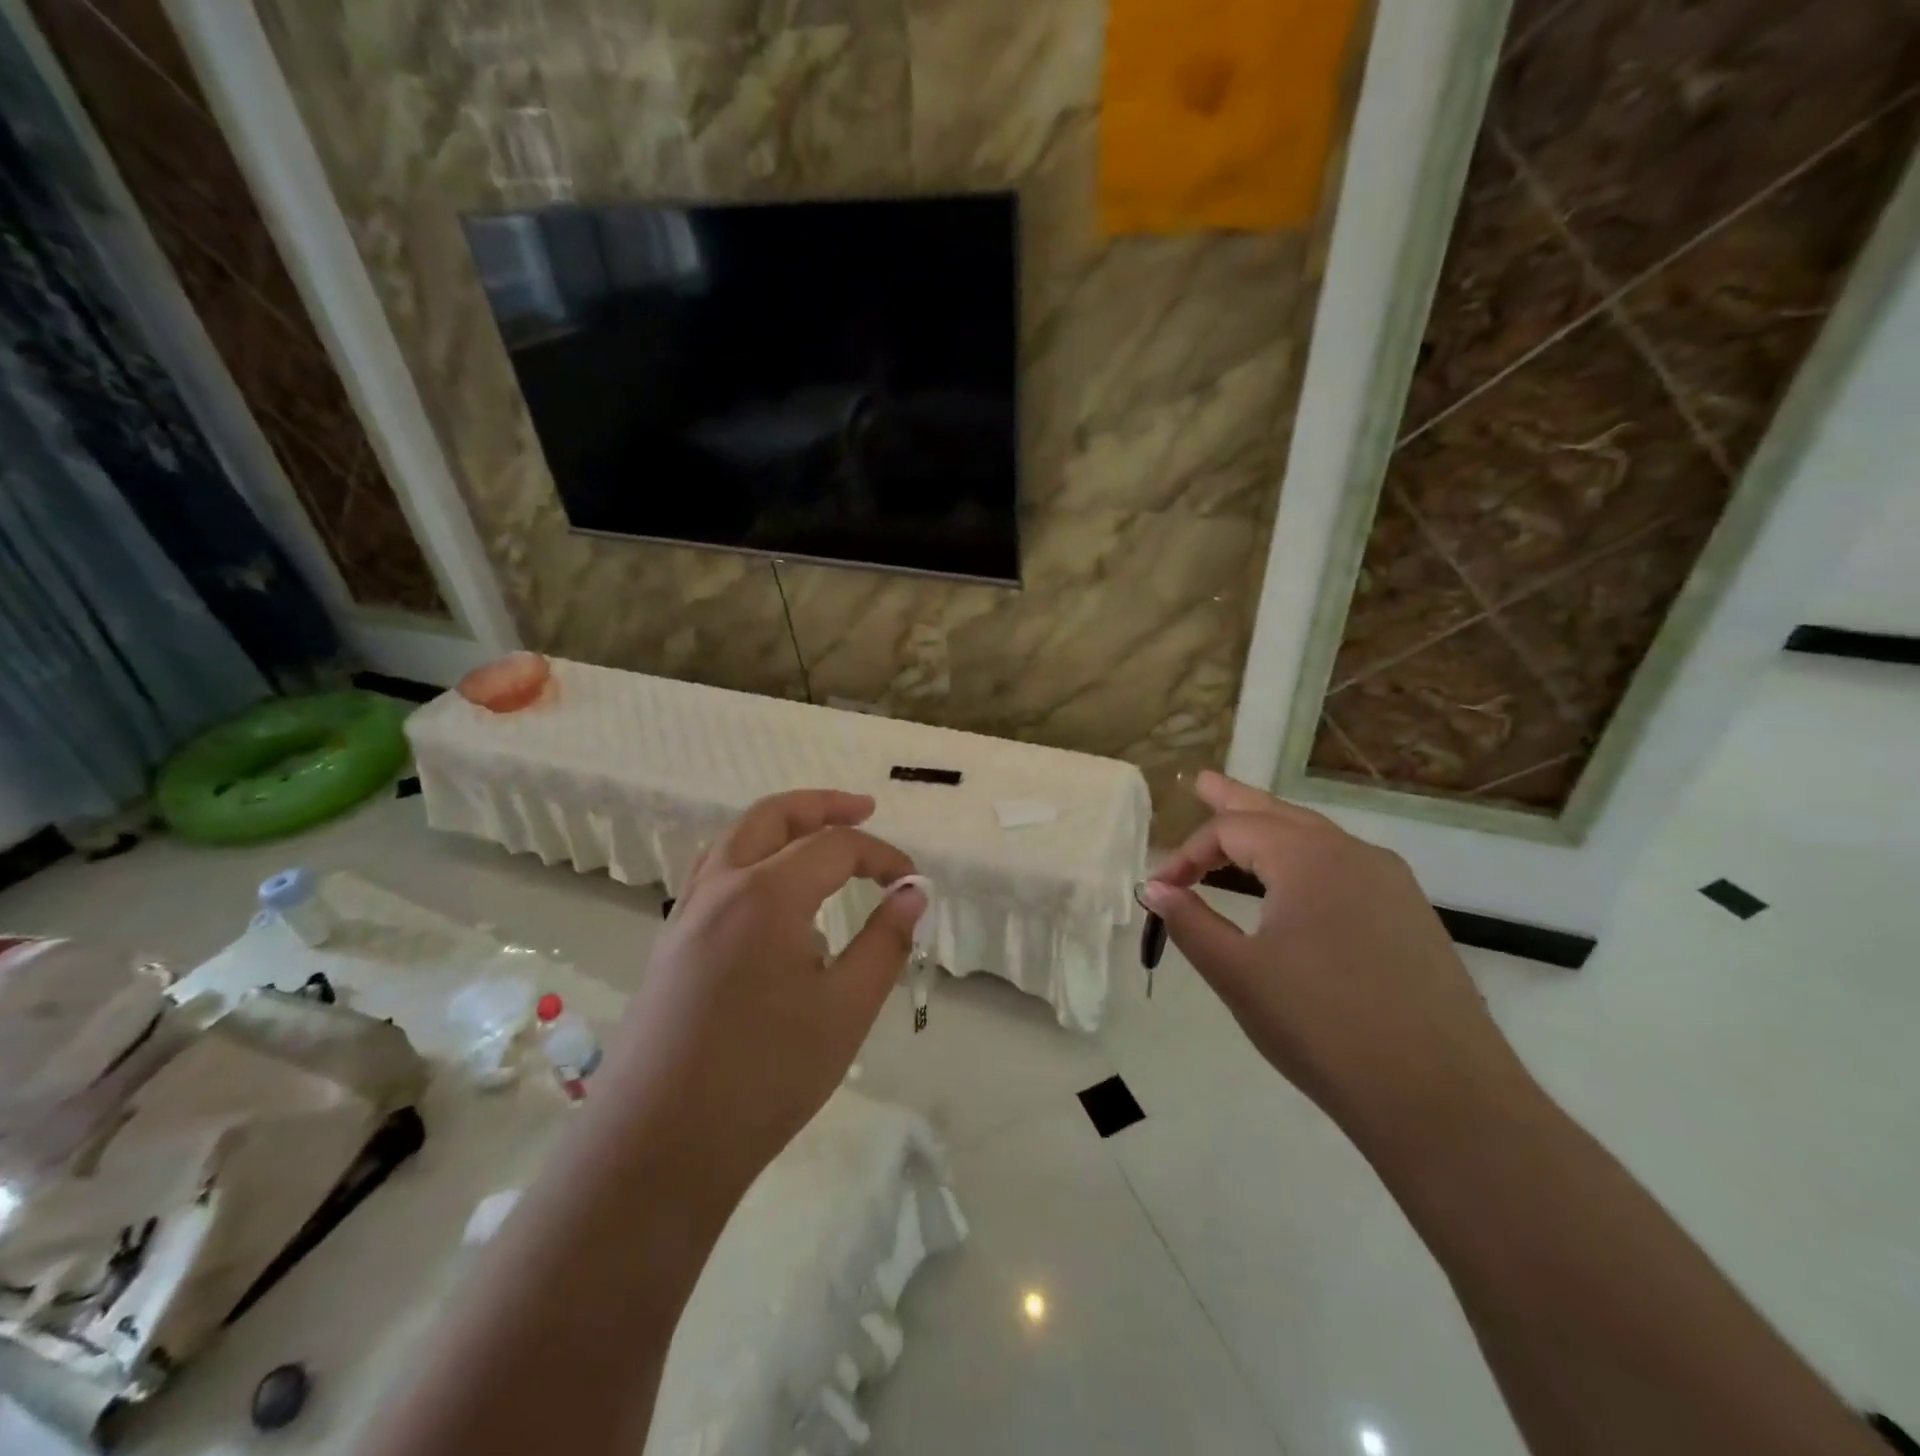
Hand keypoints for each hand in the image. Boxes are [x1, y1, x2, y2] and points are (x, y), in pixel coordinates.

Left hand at [601, 790, 924, 1210]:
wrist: (657, 1147)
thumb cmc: (764, 1077)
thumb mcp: (846, 1011)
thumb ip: (884, 942)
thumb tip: (913, 892)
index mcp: (767, 894)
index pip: (836, 846)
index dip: (881, 856)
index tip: (912, 883)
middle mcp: (721, 887)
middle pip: (772, 816)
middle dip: (822, 805)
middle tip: (864, 809)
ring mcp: (687, 913)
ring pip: (735, 840)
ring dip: (781, 827)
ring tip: (818, 841)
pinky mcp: (670, 944)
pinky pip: (714, 875)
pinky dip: (752, 859)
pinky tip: (773, 899)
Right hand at [1144, 772, 1531, 1142]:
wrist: (1442, 1099)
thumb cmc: (1322, 1027)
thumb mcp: (1238, 974)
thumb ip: (1190, 922)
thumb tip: (1155, 888)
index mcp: (1308, 858)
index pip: (1231, 831)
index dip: (1187, 854)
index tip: (1160, 889)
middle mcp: (1354, 854)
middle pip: (1279, 814)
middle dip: (1235, 800)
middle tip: (1202, 781)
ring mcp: (1391, 883)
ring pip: (1317, 839)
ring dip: (1272, 829)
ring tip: (1244, 822)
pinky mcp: (1411, 916)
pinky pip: (1345, 868)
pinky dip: (1305, 860)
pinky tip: (1297, 881)